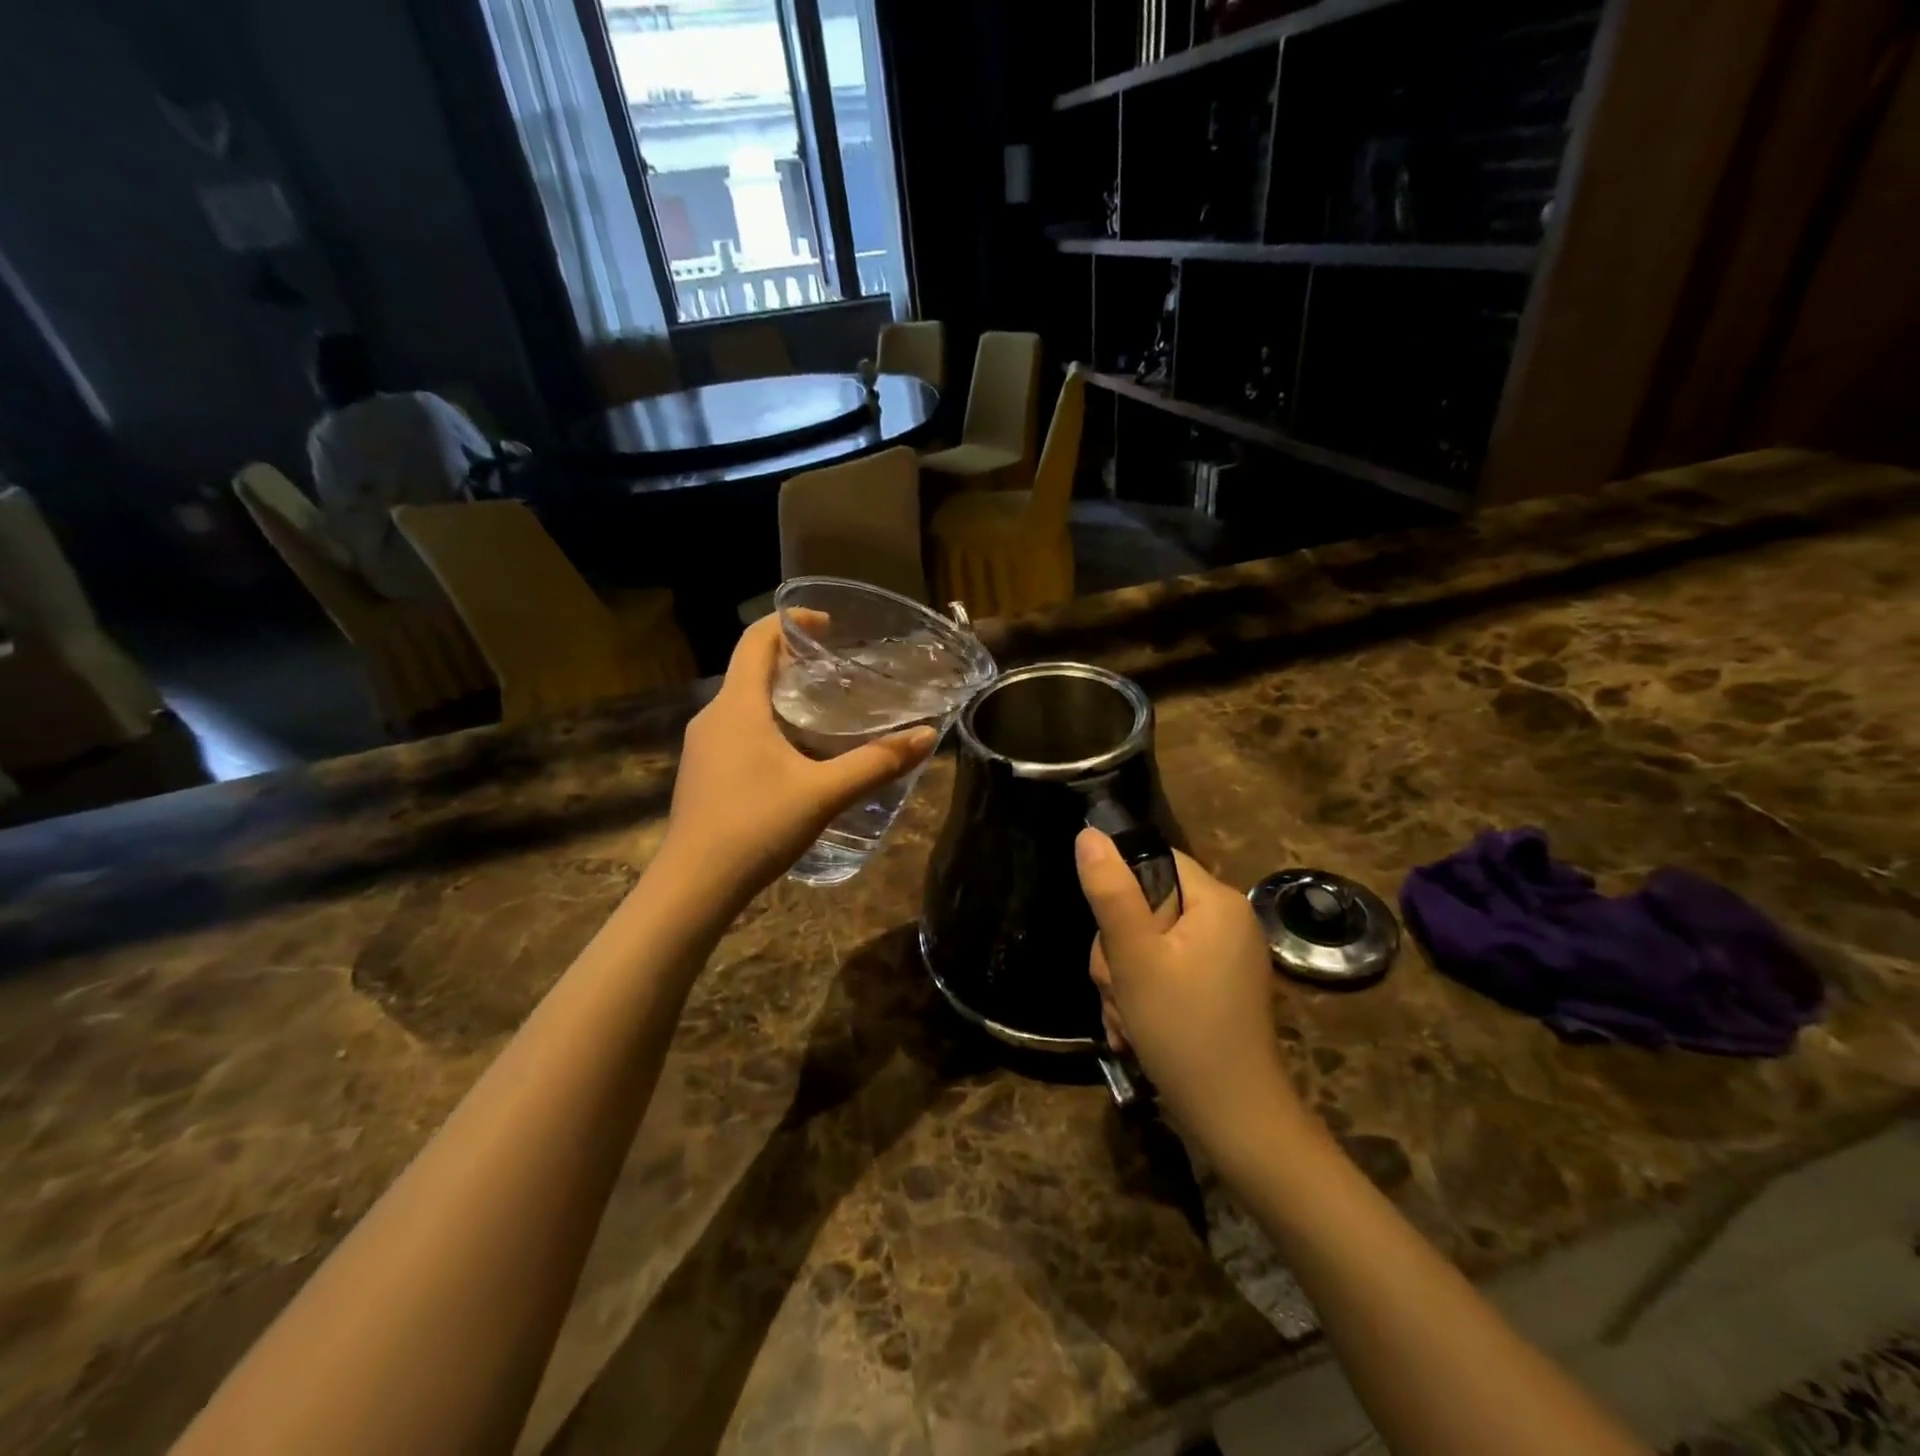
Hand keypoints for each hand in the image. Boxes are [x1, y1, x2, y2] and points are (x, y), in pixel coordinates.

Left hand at [661, 615, 935, 909]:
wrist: (694, 886)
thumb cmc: (756, 827)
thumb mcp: (824, 793)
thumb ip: (876, 763)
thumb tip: (927, 736)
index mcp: (738, 705)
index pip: (757, 639)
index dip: (791, 622)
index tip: (828, 626)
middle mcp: (713, 716)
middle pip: (752, 669)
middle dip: (794, 662)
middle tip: (839, 675)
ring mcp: (702, 745)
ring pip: (744, 703)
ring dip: (781, 696)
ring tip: (825, 713)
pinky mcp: (702, 771)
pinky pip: (736, 729)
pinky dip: (767, 724)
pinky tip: (796, 755)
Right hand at [1076, 831, 1306, 1161]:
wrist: (1235, 1122)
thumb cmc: (1183, 1031)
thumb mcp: (1135, 958)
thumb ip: (1110, 893)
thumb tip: (1089, 834)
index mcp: (1218, 901)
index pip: (1156, 861)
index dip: (1122, 892)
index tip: (1112, 936)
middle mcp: (1227, 922)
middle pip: (1148, 906)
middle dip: (1119, 951)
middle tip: (1119, 988)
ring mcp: (1223, 958)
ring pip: (1148, 944)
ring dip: (1124, 980)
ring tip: (1126, 1019)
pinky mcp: (1216, 989)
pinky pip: (1165, 972)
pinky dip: (1143, 997)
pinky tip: (1134, 1031)